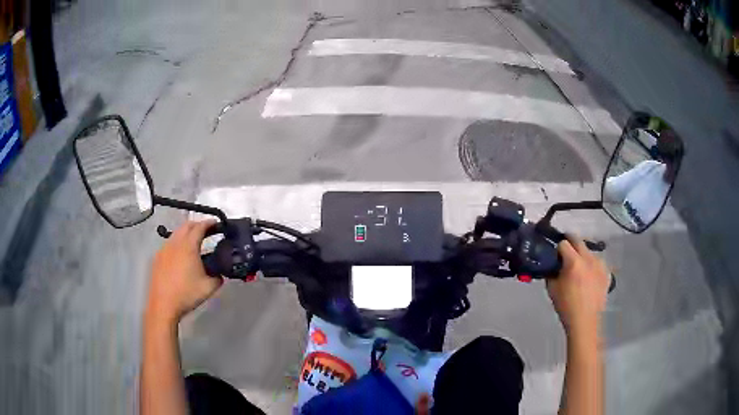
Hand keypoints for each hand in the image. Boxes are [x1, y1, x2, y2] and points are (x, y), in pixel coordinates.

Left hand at [145, 220, 222, 324]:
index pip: (200, 227)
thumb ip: (218, 277)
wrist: (163, 304)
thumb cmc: (186, 294)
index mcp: (188, 246)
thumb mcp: (209, 288)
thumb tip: (219, 274)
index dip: (209, 223)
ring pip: (177, 234)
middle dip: (198, 225)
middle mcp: (175, 243)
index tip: (217, 224)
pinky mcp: (158, 257)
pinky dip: (178, 243)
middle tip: (208, 232)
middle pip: (187, 226)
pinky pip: (170, 243)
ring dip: (187, 234)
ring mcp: (164, 249)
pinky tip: (182, 256)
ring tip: (195, 243)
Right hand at [547, 235, 610, 334]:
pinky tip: (588, 276)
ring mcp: (600, 264)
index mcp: (574, 262)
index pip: (564, 243)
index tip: (555, 255)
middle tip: (564, 251)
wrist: (585, 321)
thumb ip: (551, 272)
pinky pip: (597, 262)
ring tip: (578, 268)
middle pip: (578, 240)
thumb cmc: (566, 306)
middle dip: (570, 242)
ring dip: (582, 255)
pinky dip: (591, 265)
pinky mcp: (606, 272)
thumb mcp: (552, 289)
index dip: (557, 248)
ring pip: (588, 251)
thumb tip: (552, 265)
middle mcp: (589, 258)